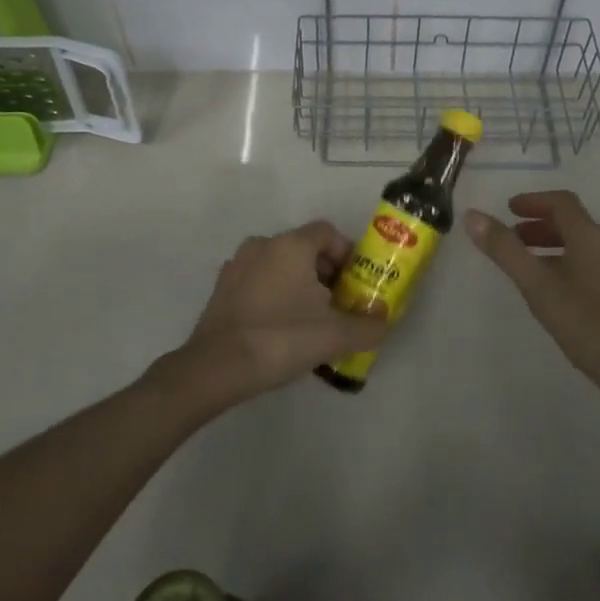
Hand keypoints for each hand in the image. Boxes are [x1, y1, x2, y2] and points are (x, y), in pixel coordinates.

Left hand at [168, 221, 387, 407]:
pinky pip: (258, 282)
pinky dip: (273, 296)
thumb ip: (367, 326)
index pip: (327, 233)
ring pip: (279, 265)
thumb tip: (383, 319)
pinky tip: (279, 329)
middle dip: (325, 273)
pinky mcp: (222, 288)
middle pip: (304, 249)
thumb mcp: (335, 336)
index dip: (346, 254)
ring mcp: (237, 265)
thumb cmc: (280, 339)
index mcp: (291, 245)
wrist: (216, 368)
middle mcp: (263, 244)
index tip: (356, 283)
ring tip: (310, 321)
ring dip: (298, 285)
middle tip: (338, 306)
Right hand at [466, 191, 599, 406]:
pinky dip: (568, 265)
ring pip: (583, 247)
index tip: (510, 210)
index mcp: (589, 236)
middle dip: (540, 225)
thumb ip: (505, 250)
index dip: (534, 201)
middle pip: (573, 223)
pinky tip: (557, 293)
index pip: (561, 202)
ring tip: (529, 267)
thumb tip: (472, 215)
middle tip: (513, 238)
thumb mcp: (536, 284)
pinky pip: (592, 267)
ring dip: (554, 246)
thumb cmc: (585, 321)